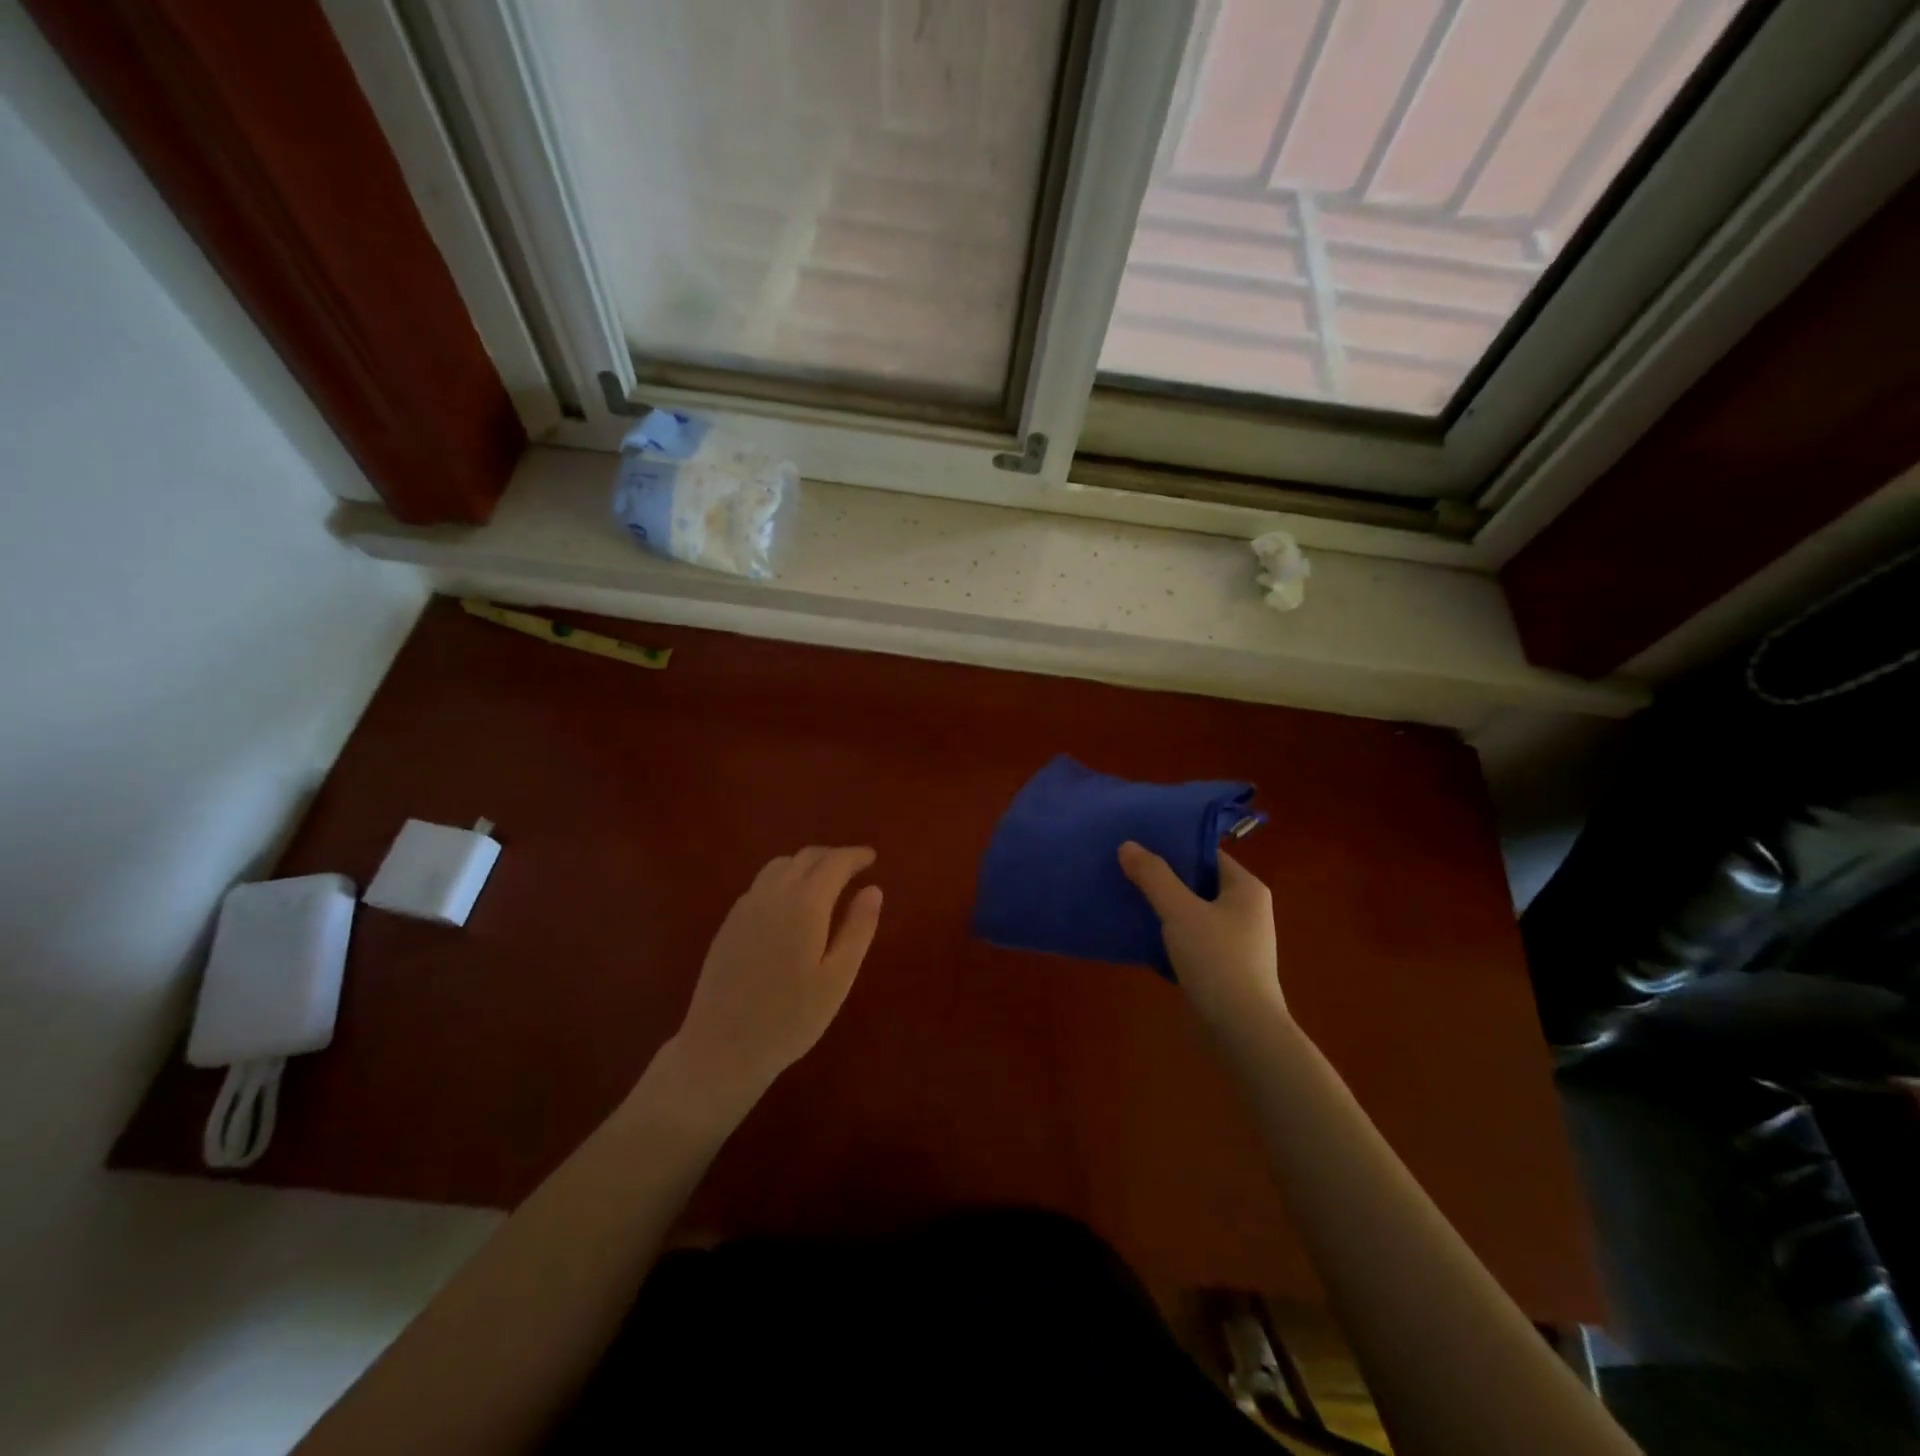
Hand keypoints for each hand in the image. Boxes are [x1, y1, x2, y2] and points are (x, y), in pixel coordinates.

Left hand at [666, 847, 882, 1115]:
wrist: (722, 1047)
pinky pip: (761, 884)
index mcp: (804, 904)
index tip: (872, 857)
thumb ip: (858, 929)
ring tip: (824, 880)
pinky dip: (784, 878)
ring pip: (779, 866)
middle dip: (832, 856)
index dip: (855, 856)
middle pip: (805, 857)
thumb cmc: (790, 1018)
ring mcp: (745, 907)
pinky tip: (791, 903)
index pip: (834, 863)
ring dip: (806, 864)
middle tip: (854, 867)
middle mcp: (773, 894)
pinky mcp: (729, 923)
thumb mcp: (838, 978)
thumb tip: (873, 889)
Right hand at [1118, 843, 1286, 1037]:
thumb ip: (1153, 876)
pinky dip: (1169, 935)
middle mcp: (1246, 910)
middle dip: (1163, 878)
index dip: (1173, 846)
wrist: (1243, 1032)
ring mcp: (1237, 941)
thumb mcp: (1180, 911)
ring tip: (1127, 898)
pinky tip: (1141, 936)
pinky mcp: (1224, 967)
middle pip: (1198, 882)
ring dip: (1163, 907)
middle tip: (1126, 869)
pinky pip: (1192, 939)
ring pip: (1192, 912)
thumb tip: (1128, 845)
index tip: (1139, 844)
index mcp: (1245, 888)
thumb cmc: (1217, 961)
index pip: (1206, 854)